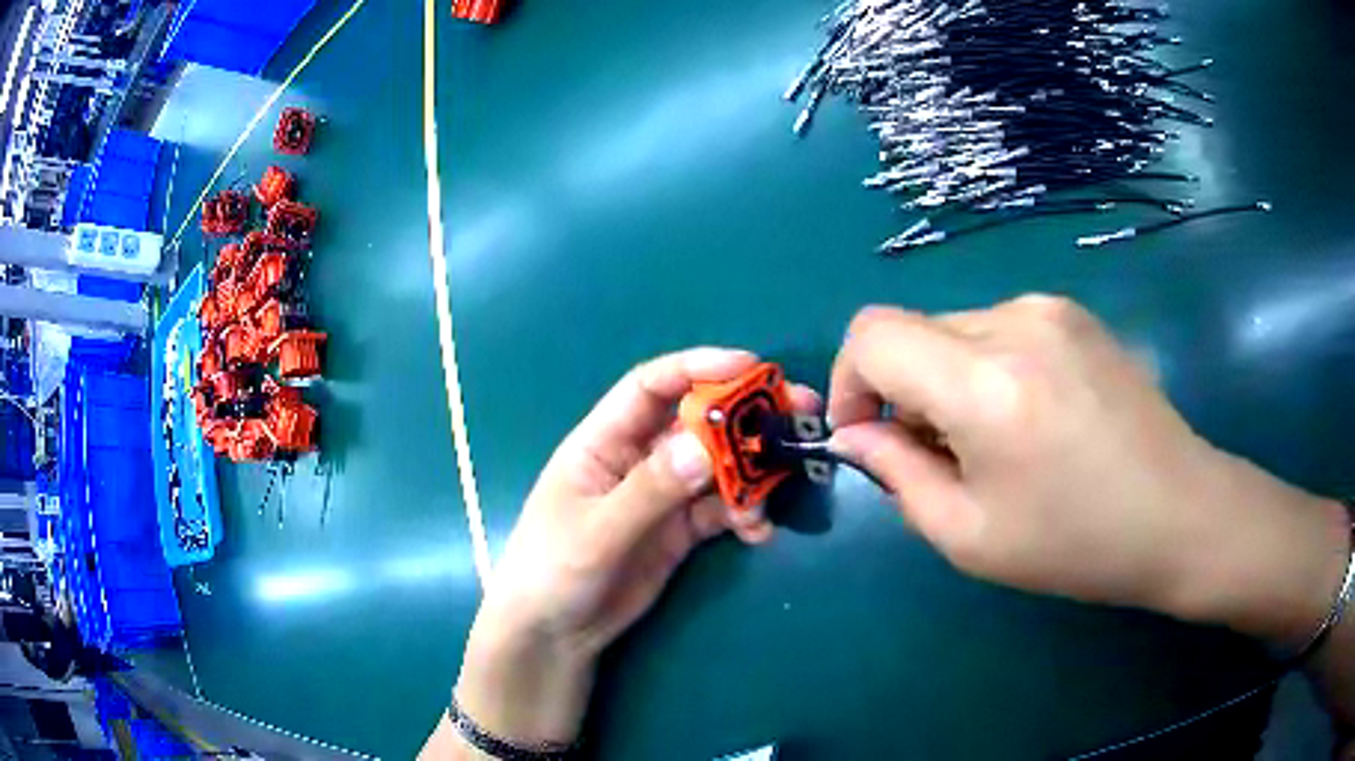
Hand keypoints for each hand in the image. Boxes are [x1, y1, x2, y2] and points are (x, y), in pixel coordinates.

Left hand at [453, 348, 817, 746]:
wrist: (555, 635)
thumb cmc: (553, 572)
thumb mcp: (597, 532)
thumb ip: (649, 491)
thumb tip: (705, 448)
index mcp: (603, 441)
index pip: (651, 387)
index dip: (699, 368)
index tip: (750, 367)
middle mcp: (637, 459)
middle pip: (696, 421)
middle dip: (744, 414)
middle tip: (796, 412)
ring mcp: (661, 496)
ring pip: (717, 466)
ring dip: (752, 470)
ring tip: (778, 488)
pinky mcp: (679, 531)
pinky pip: (721, 509)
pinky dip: (744, 513)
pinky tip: (757, 531)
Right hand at [828, 297, 1350, 647]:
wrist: (1179, 513)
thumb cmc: (1076, 543)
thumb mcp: (969, 535)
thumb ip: (897, 475)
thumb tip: (856, 434)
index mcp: (985, 382)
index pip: (873, 334)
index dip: (849, 379)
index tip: (866, 433)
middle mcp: (1014, 321)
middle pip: (914, 332)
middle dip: (904, 392)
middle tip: (941, 458)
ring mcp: (1050, 308)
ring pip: (956, 330)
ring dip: (949, 382)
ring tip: (995, 443)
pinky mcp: (1074, 313)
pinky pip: (999, 329)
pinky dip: (988, 368)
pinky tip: (1032, 418)